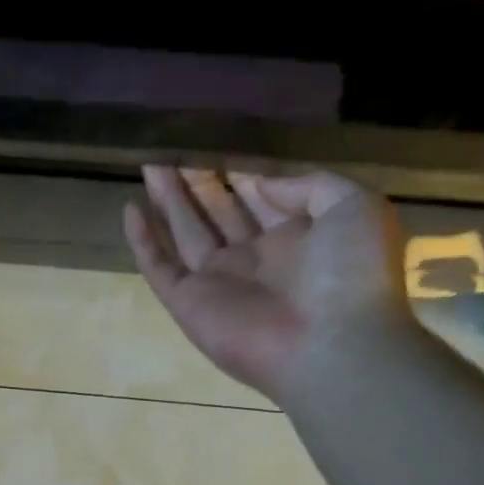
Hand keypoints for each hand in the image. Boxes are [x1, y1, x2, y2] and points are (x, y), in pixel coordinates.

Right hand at [123, 163, 411, 404]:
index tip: (215, 140)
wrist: (332, 345)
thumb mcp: (353, 206)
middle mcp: (253, 258)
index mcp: (295, 237)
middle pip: (216, 211)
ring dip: (167, 199)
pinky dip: (143, 240)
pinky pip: (159, 266)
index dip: (236, 169)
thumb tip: (257, 180)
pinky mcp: (187, 302)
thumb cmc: (351, 273)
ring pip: (184, 231)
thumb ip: (306, 184)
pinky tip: (130, 208)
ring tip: (149, 163)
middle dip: (196, 180)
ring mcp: (216, 281)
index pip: (257, 196)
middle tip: (174, 146)